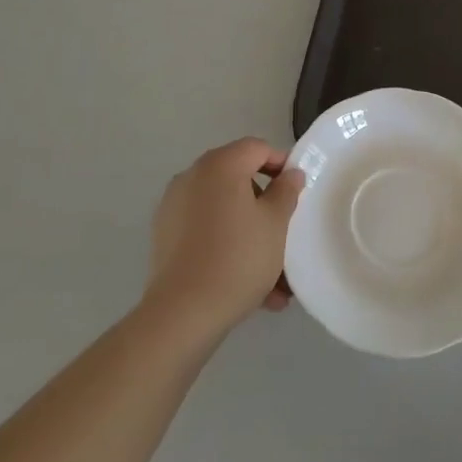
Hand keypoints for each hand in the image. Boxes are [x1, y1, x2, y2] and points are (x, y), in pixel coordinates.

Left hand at [146, 139, 304, 336]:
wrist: (182, 313)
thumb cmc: (237, 258)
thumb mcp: (275, 223)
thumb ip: (286, 191)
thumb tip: (290, 174)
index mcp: (220, 164)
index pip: (257, 148)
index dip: (281, 164)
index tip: (297, 192)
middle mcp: (193, 176)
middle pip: (238, 179)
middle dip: (264, 207)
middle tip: (285, 234)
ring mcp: (174, 206)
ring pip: (223, 211)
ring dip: (248, 233)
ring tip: (273, 278)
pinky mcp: (165, 236)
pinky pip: (205, 232)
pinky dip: (226, 246)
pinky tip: (248, 286)